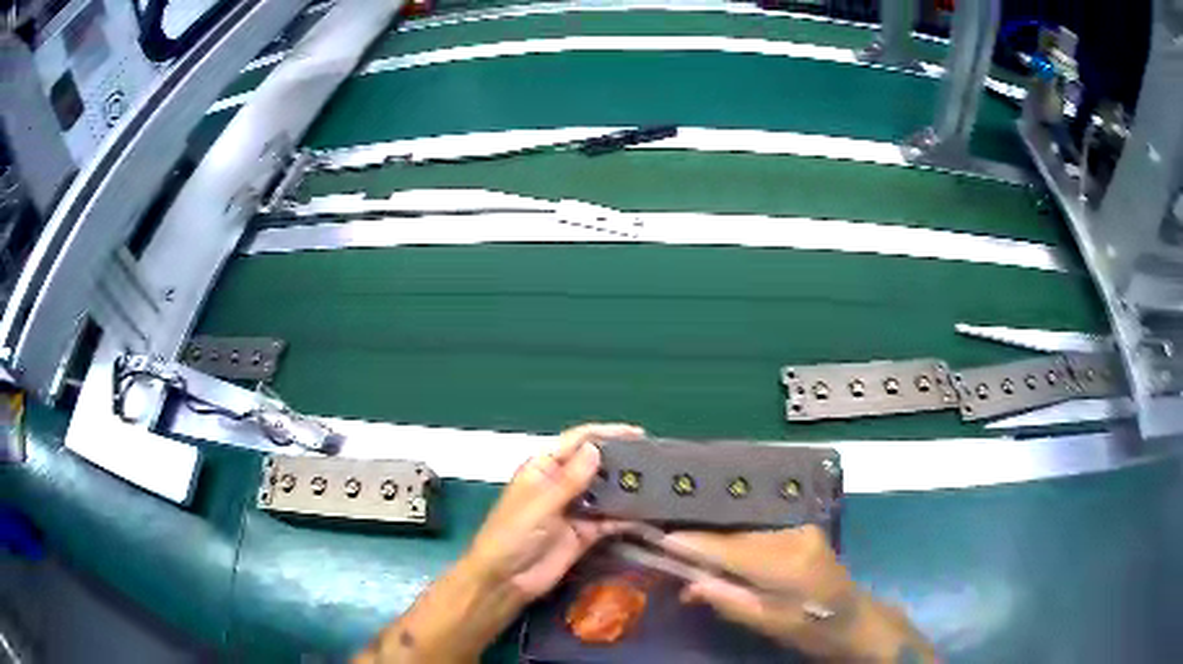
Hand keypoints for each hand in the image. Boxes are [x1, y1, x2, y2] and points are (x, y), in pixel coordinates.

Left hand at [467, 422, 644, 601]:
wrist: (505, 580)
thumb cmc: (511, 536)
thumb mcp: (540, 505)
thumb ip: (569, 480)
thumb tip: (595, 448)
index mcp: (543, 469)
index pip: (577, 442)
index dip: (606, 434)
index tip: (638, 433)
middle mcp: (561, 485)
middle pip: (596, 465)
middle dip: (622, 461)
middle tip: (657, 460)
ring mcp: (575, 510)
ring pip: (607, 493)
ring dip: (628, 489)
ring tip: (662, 484)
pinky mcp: (585, 534)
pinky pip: (610, 521)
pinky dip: (628, 518)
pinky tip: (650, 515)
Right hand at [668, 527, 935, 662]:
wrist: (854, 619)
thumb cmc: (810, 629)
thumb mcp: (766, 622)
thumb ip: (727, 599)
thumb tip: (689, 583)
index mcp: (788, 563)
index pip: (731, 549)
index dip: (696, 544)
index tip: (664, 538)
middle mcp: (795, 537)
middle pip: (737, 538)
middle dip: (706, 549)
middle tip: (675, 561)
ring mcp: (802, 531)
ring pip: (748, 536)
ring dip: (723, 550)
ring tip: (699, 568)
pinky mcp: (804, 532)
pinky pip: (761, 537)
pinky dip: (741, 549)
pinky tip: (728, 562)